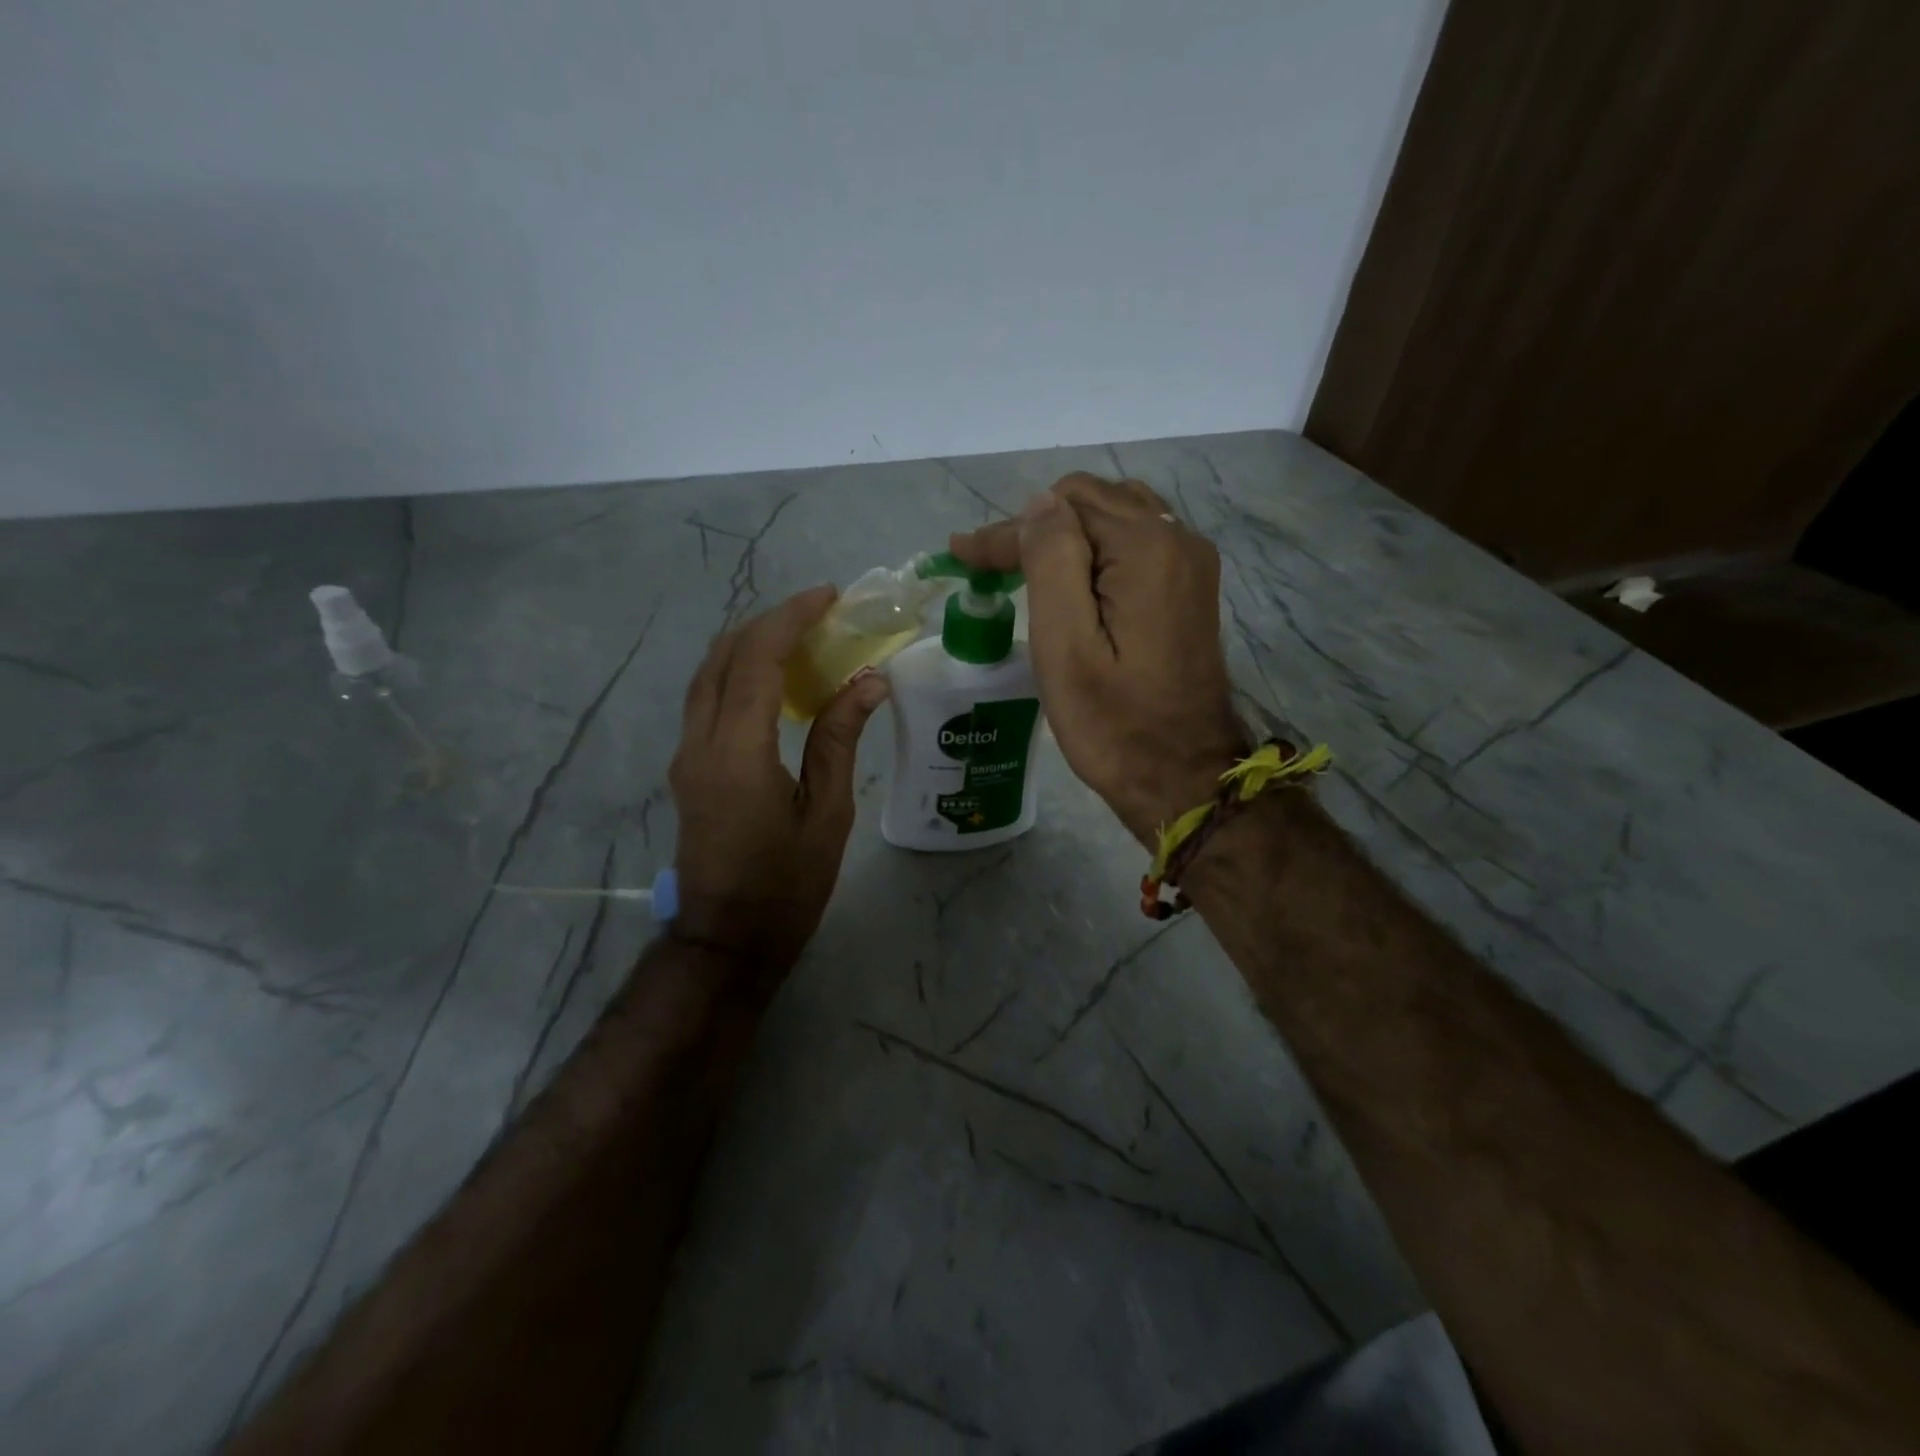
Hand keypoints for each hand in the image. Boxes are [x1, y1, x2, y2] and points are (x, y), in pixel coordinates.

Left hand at [670, 586, 888, 984]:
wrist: (727, 940)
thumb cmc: (787, 886)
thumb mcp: (827, 814)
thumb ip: (839, 739)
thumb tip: (868, 682)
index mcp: (737, 752)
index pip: (757, 658)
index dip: (791, 618)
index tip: (828, 597)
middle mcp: (699, 742)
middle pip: (724, 655)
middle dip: (770, 622)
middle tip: (820, 615)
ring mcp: (686, 755)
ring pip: (709, 674)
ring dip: (751, 645)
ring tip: (802, 640)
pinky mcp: (687, 768)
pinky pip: (707, 700)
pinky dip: (740, 674)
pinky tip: (778, 684)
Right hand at [950, 474, 1246, 844]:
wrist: (1181, 776)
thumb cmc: (1113, 724)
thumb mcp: (1065, 647)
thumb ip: (1051, 562)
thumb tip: (1039, 503)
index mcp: (1146, 549)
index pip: (1062, 508)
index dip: (1007, 532)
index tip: (962, 557)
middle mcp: (1178, 539)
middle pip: (1091, 501)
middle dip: (1035, 527)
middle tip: (990, 568)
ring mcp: (1191, 562)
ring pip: (1114, 516)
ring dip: (1065, 535)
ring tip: (1023, 572)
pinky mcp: (1190, 587)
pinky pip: (1136, 542)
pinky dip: (1095, 550)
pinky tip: (1070, 582)